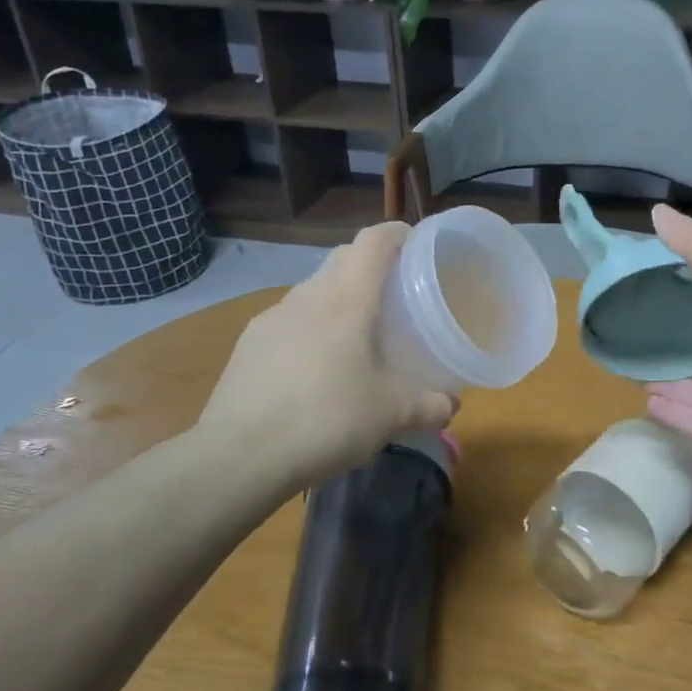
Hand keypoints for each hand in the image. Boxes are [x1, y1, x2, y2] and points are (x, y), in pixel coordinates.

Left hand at [198, 223, 455, 485]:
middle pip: (342, 259)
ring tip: (357, 334)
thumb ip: (429, 406)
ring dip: (338, 298)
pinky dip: (311, 328)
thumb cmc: (327, 419)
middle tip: (396, 294)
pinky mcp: (248, 346)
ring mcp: (271, 319)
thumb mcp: (391, 415)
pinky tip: (317, 368)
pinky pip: (289, 321)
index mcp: (347, 300)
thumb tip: (451, 407)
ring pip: (313, 290)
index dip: (397, 233)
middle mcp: (307, 297)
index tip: (417, 244)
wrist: (240, 456)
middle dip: (370, 265)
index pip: (373, 242)